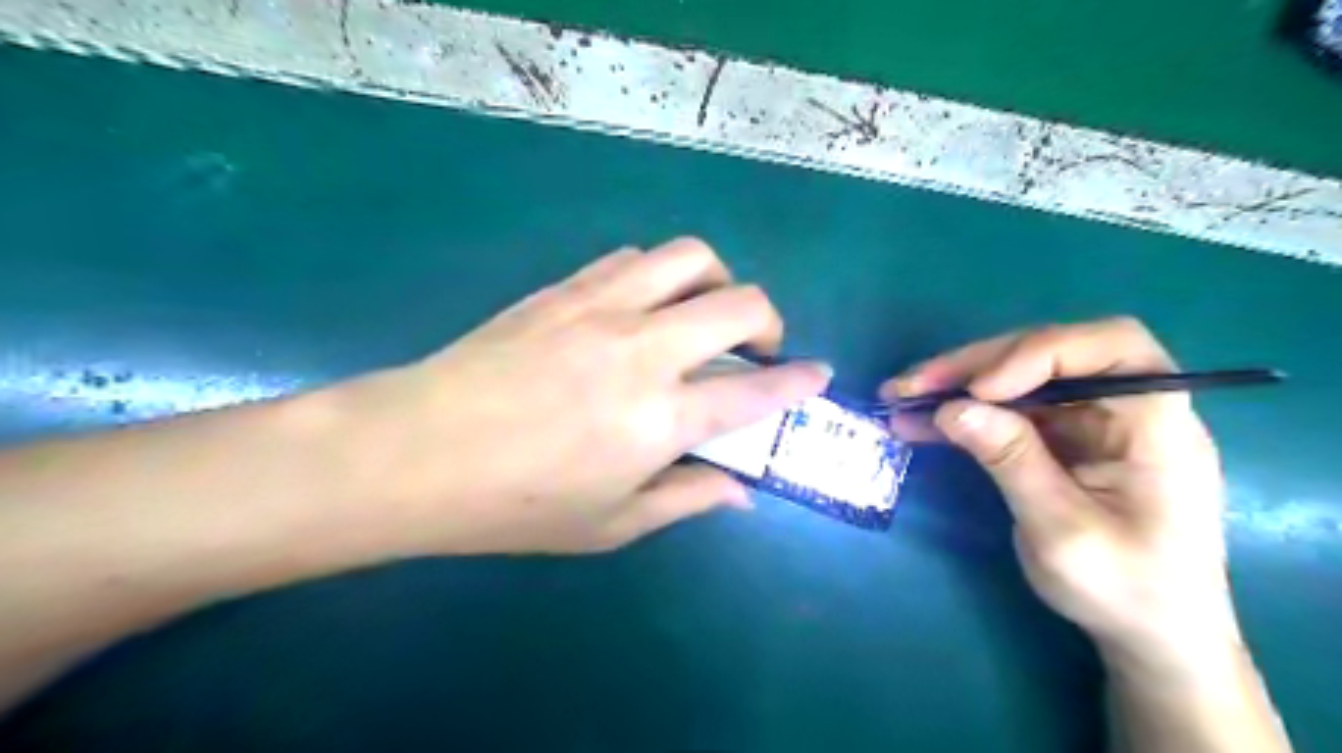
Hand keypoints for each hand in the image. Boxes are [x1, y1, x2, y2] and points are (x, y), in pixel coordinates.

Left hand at [330, 238, 828, 556]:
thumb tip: (740, 492)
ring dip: (717, 282)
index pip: (756, 391)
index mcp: (661, 417)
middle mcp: (643, 349)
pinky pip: (632, 259)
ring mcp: (602, 308)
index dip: (799, 381)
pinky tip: (644, 306)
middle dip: (768, 322)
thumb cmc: (516, 504)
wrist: (417, 451)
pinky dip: (659, 276)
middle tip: (757, 348)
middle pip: (740, 303)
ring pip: (690, 257)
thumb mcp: (611, 524)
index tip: (818, 376)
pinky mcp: (565, 288)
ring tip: (704, 314)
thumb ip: (686, 498)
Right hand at [889, 319, 1240, 663]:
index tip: (982, 390)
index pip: (1111, 347)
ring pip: (1015, 379)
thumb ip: (1012, 461)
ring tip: (899, 397)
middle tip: (912, 386)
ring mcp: (1085, 422)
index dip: (1041, 353)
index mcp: (1155, 423)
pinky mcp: (1056, 439)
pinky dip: (959, 414)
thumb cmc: (1126, 590)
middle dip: (975, 366)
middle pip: (1047, 355)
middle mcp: (1122, 408)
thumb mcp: (1063, 531)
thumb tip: (952, 408)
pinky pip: (1002, 412)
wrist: (1147, 634)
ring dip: (955, 385)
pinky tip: (916, 423)